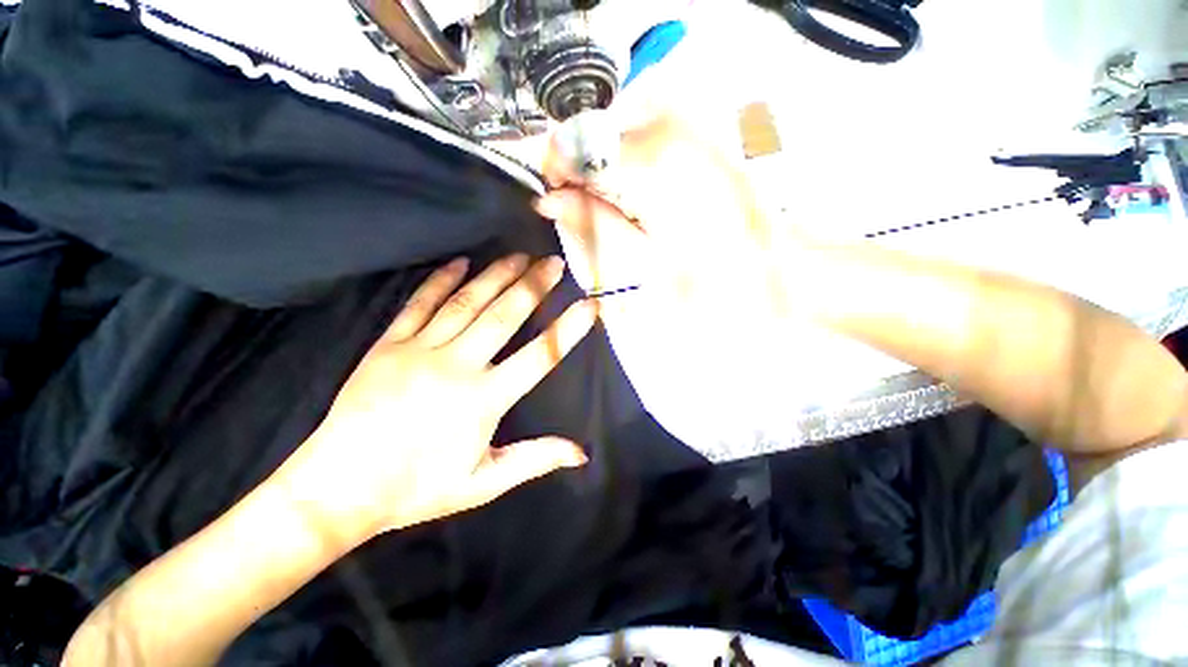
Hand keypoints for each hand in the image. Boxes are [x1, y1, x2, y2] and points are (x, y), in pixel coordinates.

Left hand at [277, 255, 596, 543]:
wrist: (338, 488)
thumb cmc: (417, 488)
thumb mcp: (483, 483)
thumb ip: (533, 459)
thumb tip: (581, 452)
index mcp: (484, 400)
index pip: (539, 356)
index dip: (567, 329)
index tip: (588, 305)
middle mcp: (457, 366)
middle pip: (504, 316)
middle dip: (534, 286)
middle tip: (554, 262)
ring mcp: (420, 350)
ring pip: (467, 303)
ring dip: (496, 276)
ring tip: (519, 256)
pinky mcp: (388, 344)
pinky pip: (420, 304)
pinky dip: (441, 280)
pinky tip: (460, 261)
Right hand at [534, 113, 815, 458]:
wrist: (784, 271)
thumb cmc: (716, 283)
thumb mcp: (642, 264)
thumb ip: (592, 224)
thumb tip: (550, 199)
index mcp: (650, 162)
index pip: (570, 144)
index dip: (556, 175)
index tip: (560, 205)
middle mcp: (670, 125)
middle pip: (593, 133)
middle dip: (582, 174)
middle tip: (598, 216)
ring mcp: (691, 123)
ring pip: (617, 132)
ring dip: (608, 170)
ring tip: (627, 211)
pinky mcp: (703, 132)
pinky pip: (645, 135)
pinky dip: (632, 163)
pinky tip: (648, 197)